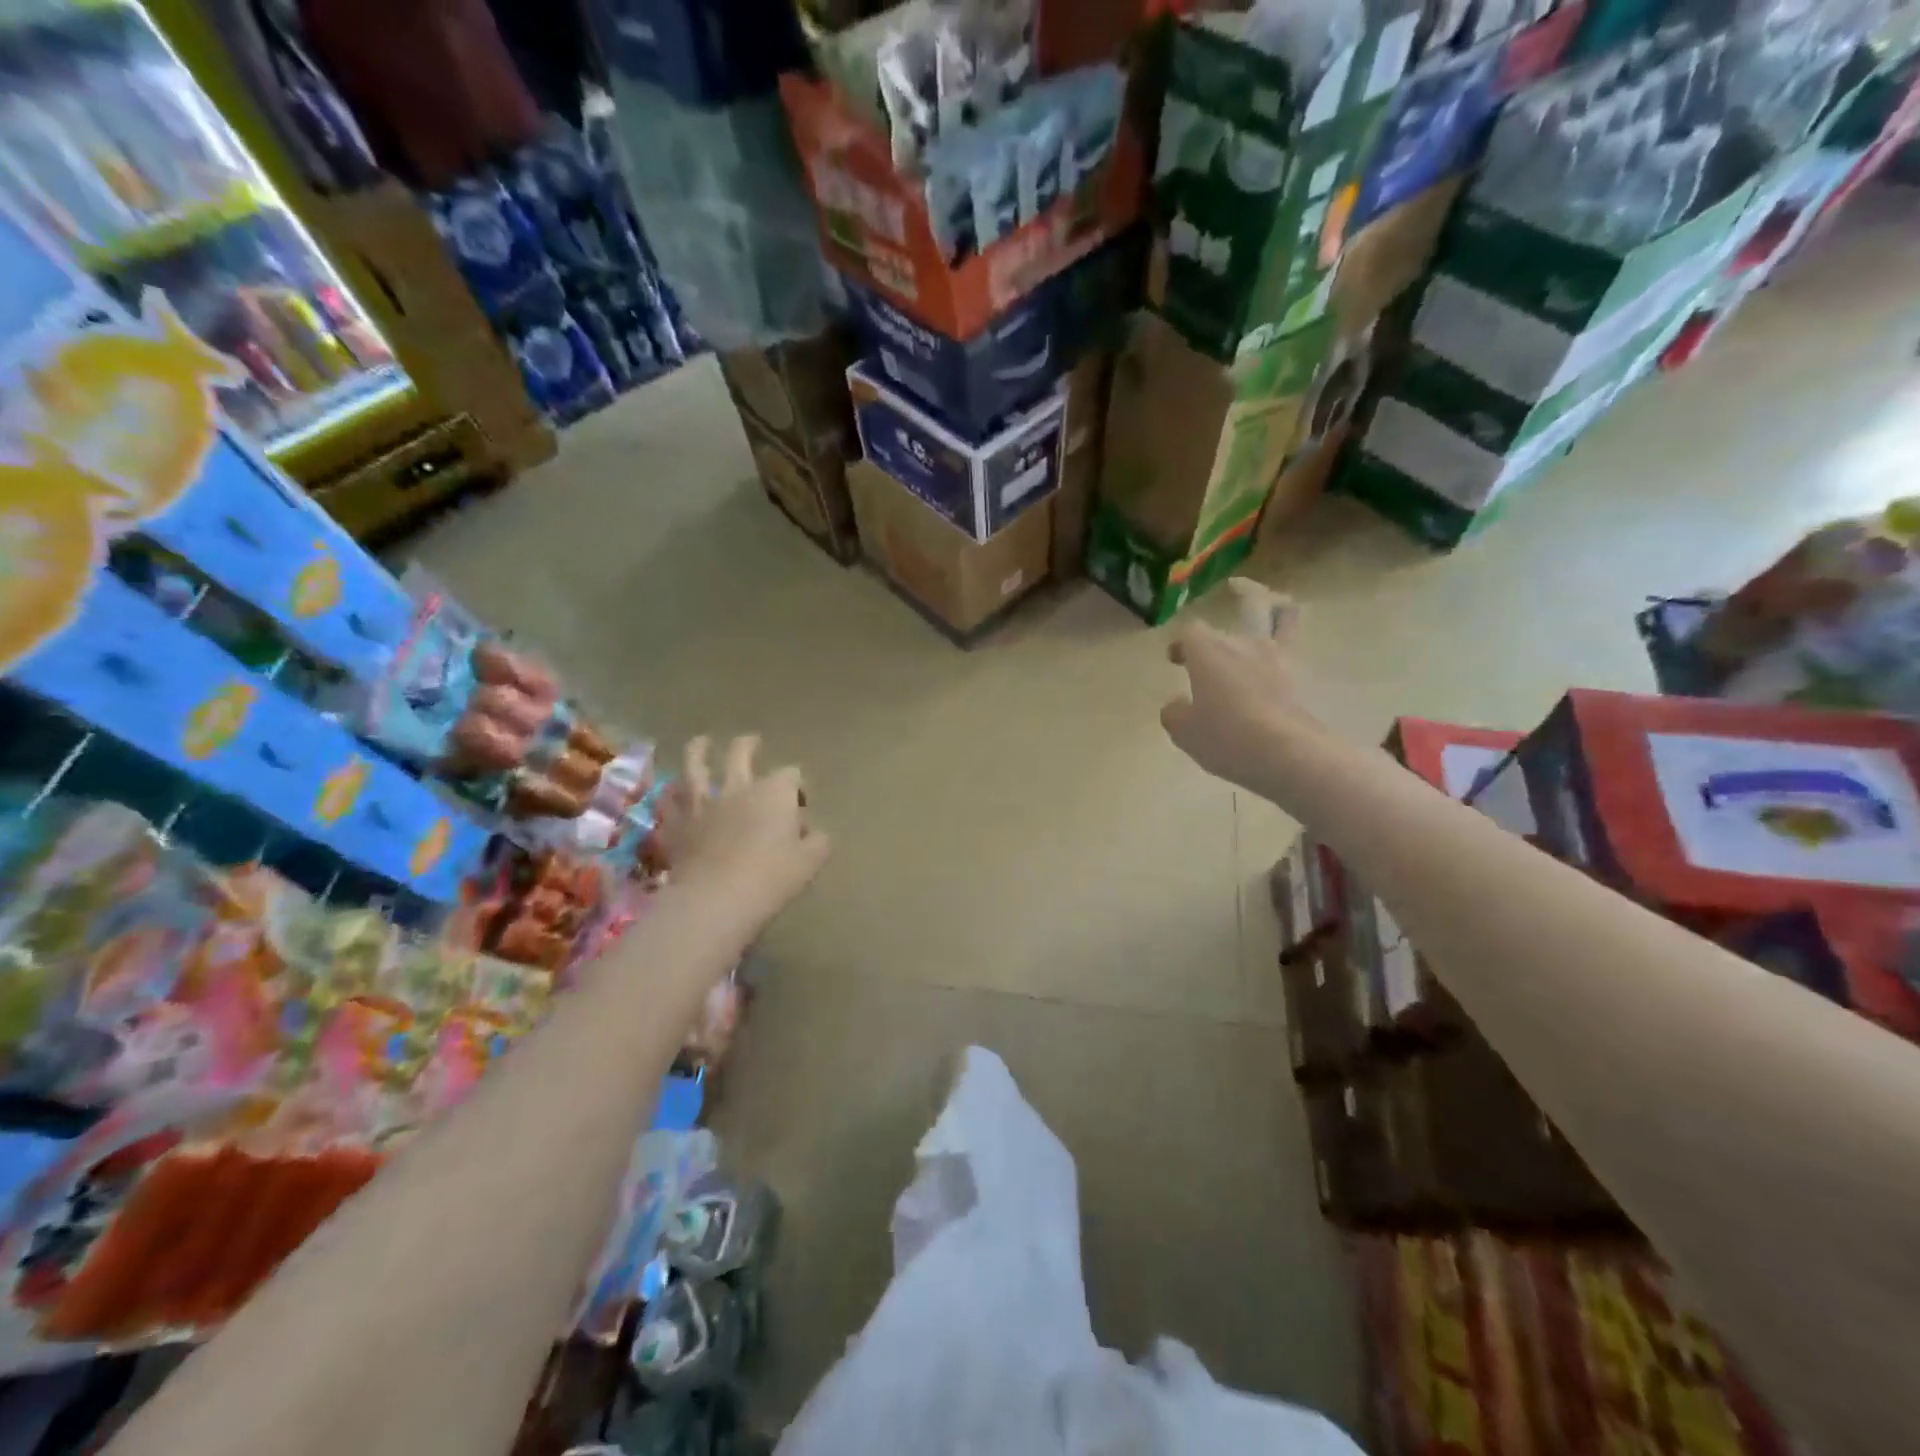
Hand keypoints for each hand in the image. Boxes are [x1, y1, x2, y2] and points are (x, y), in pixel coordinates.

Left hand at [655, 736, 829, 931]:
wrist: (716, 899)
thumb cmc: (771, 878)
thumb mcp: (811, 862)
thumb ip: (818, 841)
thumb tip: (813, 833)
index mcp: (774, 793)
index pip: (791, 775)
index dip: (797, 786)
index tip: (800, 804)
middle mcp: (738, 788)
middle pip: (741, 753)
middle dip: (748, 745)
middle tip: (752, 742)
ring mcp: (702, 803)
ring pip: (696, 764)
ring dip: (699, 751)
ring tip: (701, 743)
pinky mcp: (677, 824)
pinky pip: (669, 801)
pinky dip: (671, 794)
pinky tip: (671, 791)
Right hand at [1161, 600, 1321, 791]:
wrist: (1285, 753)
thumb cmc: (1226, 736)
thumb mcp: (1184, 732)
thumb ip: (1175, 713)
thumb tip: (1176, 705)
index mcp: (1209, 650)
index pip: (1190, 631)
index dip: (1181, 642)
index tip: (1175, 658)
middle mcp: (1244, 644)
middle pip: (1249, 603)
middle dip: (1242, 592)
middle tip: (1236, 587)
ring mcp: (1277, 658)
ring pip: (1284, 618)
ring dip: (1279, 608)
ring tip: (1275, 606)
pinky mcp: (1300, 678)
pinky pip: (1293, 651)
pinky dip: (1287, 647)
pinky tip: (1279, 657)